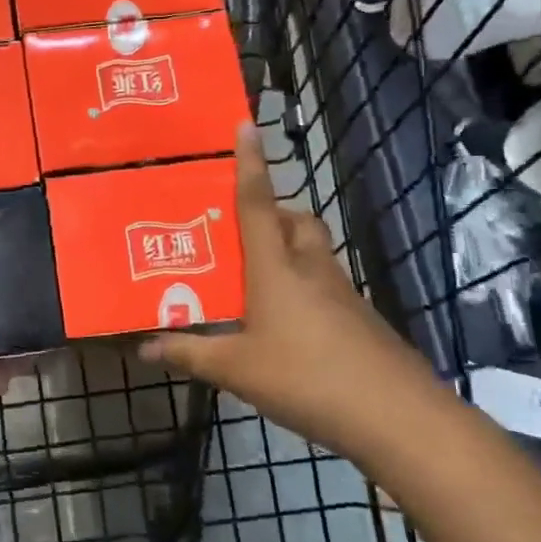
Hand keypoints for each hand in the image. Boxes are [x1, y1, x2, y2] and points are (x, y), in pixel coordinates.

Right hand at [142, 125, 433, 448]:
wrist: (396, 416)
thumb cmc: (305, 377)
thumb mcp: (236, 369)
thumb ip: (189, 353)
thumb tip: (144, 346)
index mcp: (275, 267)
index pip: (258, 203)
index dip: (250, 163)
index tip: (245, 125)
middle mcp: (310, 268)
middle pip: (294, 222)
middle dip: (271, 213)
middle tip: (237, 232)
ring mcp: (341, 292)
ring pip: (311, 251)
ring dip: (286, 249)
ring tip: (252, 278)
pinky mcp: (358, 318)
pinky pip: (322, 283)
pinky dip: (301, 285)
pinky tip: (283, 322)